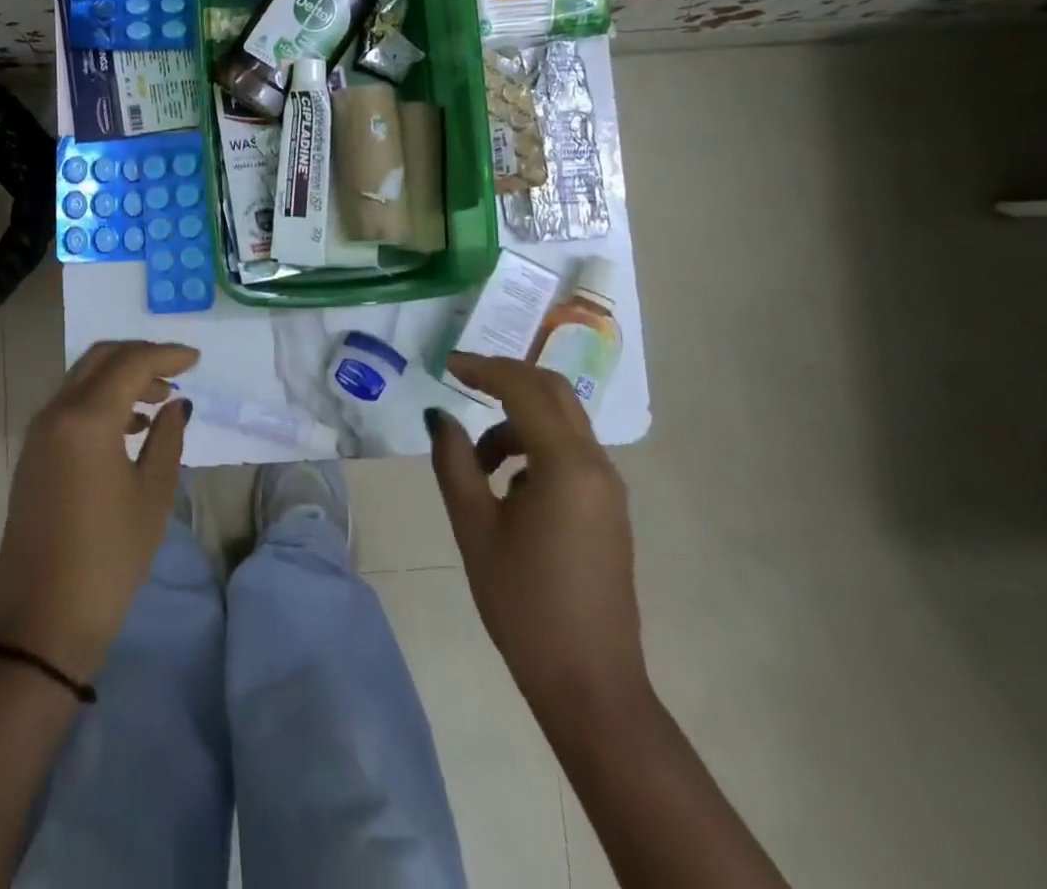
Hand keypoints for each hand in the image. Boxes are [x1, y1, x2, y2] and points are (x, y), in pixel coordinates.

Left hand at [0, 341, 197, 684]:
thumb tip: (175, 404)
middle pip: (101, 359)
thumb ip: (167, 438)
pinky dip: (101, 400)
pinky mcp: (32, 455)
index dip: (167, 354)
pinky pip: (69, 406)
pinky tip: (129, 427)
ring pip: (82, 379)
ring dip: (120, 378)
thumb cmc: (108, 559)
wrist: (41, 625)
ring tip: (158, 402)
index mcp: (86, 419)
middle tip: (176, 372)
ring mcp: (38, 434)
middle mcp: (56, 413)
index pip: (131, 363)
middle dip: (140, 356)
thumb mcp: (152, 496)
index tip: (197, 360)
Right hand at [427, 353, 649, 732]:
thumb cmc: (524, 603)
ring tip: (475, 461)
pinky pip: (569, 452)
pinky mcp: (607, 508)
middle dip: (506, 379)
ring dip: (516, 420)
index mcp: (566, 465)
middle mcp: (596, 465)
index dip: (484, 368)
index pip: (524, 389)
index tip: (447, 364)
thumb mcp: (474, 527)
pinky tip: (505, 486)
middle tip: (462, 381)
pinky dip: (533, 446)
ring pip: (561, 423)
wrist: (589, 682)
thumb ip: (453, 461)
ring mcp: (607, 487)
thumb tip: (438, 416)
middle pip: (553, 392)